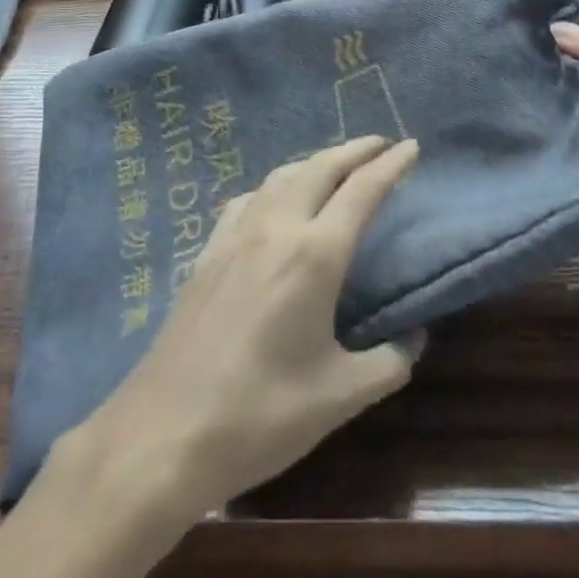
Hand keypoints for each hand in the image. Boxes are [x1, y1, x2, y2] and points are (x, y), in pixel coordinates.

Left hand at [71, 136, 424, 520]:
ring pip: (282, 176)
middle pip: (320, 168)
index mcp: (314, 255)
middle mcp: (275, 229)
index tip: (412, 146)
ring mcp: (235, 236)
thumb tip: (415, 336)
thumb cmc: (259, 416)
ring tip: (336, 165)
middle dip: (354, 150)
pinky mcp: (207, 252)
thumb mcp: (339, 397)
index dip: (390, 164)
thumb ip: (389, 362)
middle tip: (381, 144)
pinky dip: (276, 185)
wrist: (163, 434)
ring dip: (315, 162)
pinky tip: (275, 200)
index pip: (362, 191)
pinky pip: (249, 198)